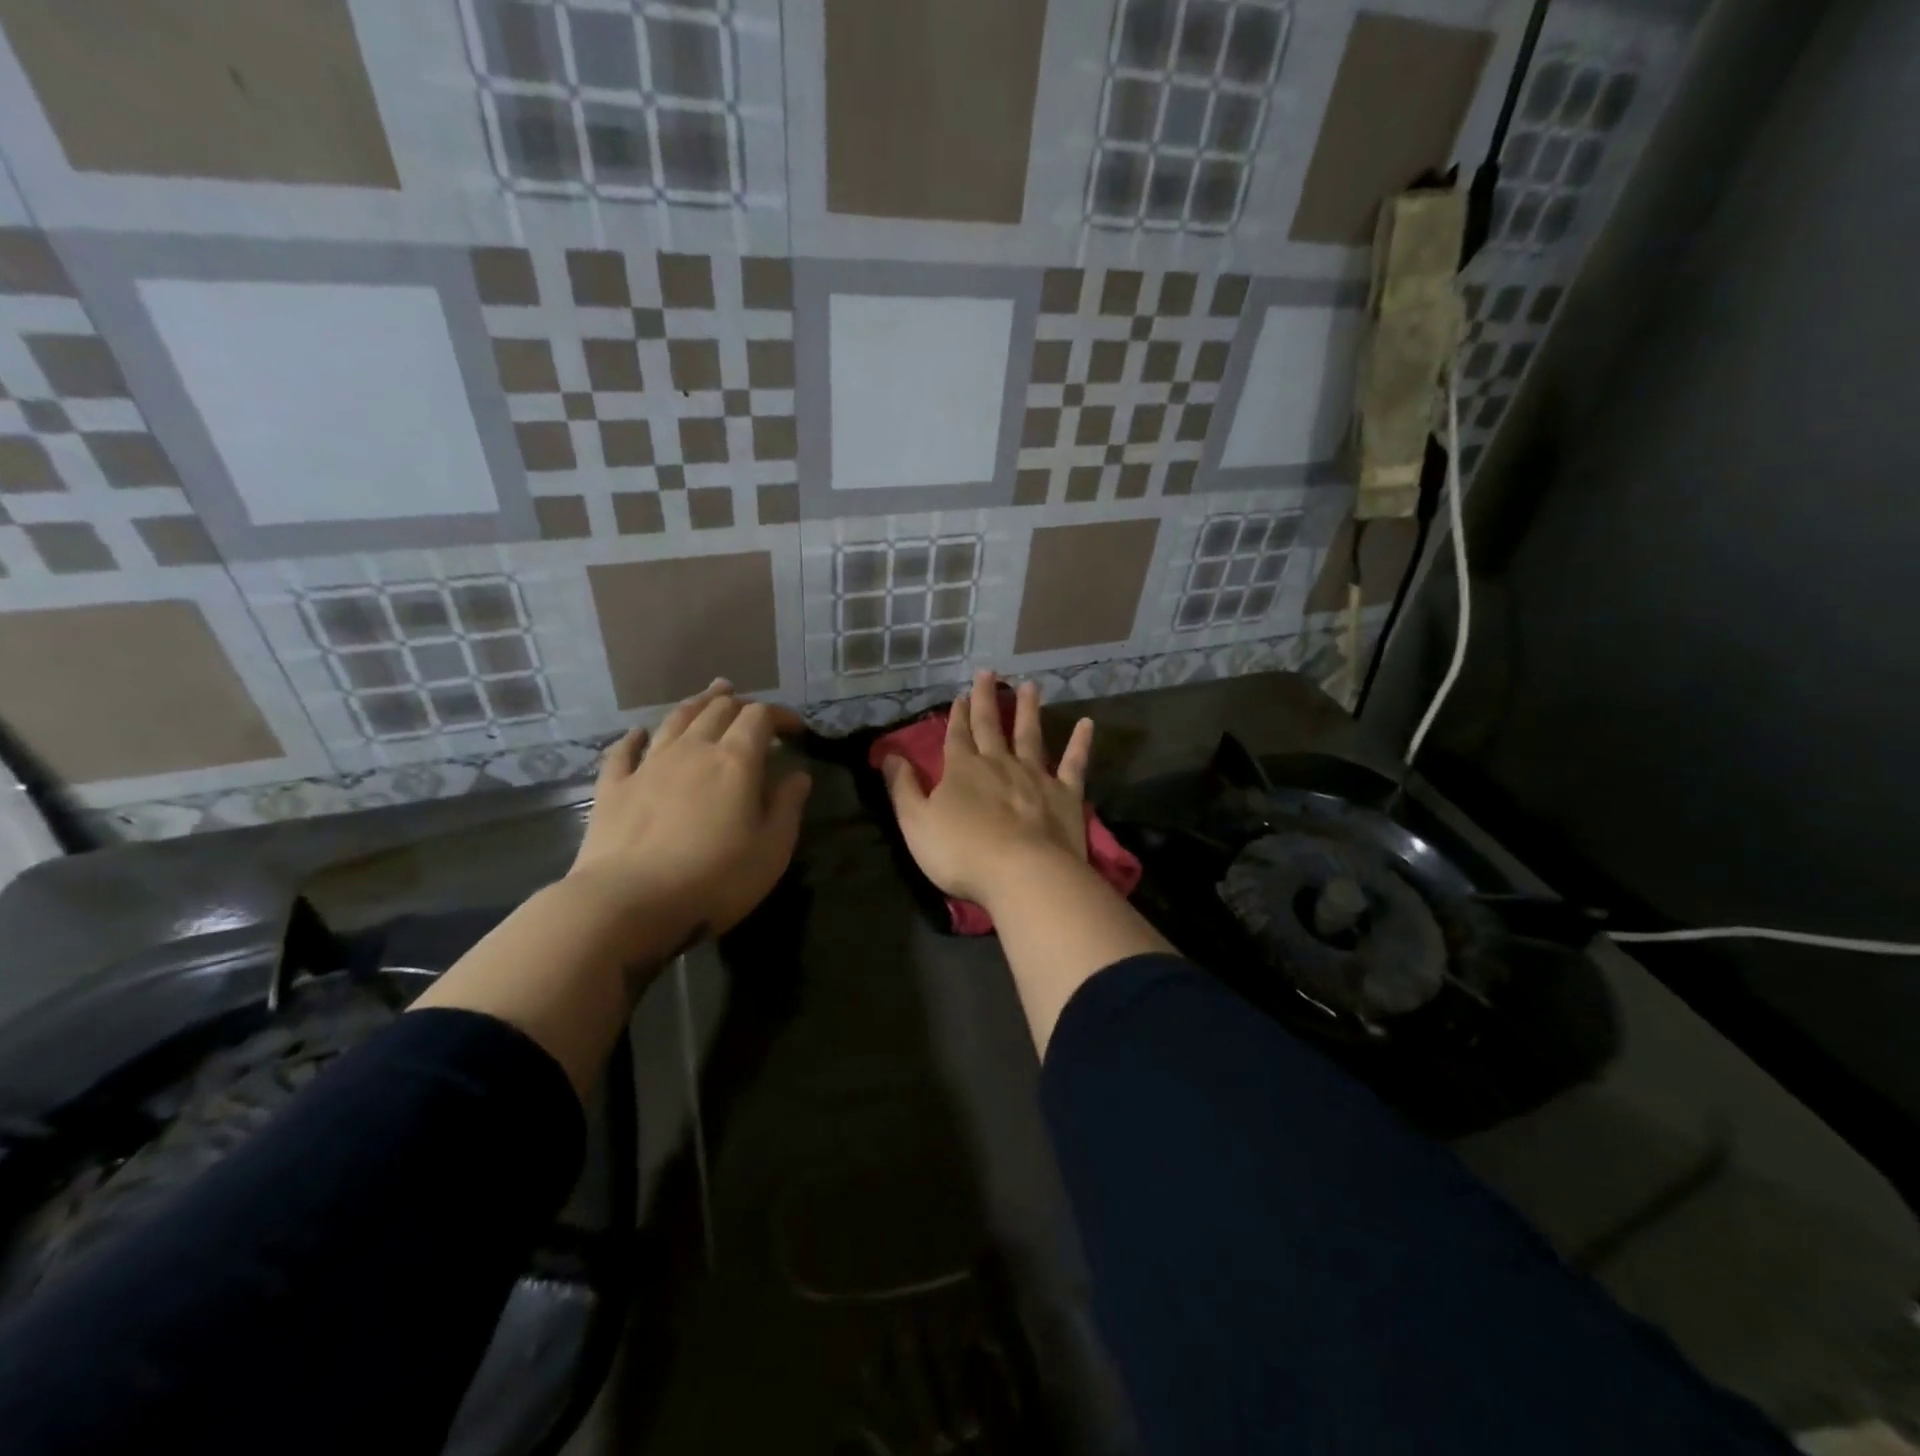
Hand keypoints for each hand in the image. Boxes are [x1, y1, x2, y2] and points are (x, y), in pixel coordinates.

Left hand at [569, 679, 811, 937]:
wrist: (628, 902)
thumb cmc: (714, 879)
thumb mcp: (771, 849)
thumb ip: (787, 806)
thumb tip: (798, 775)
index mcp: (735, 761)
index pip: (760, 717)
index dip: (780, 715)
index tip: (794, 729)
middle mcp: (692, 750)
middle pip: (717, 710)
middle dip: (740, 704)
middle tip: (753, 711)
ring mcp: (648, 765)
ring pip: (675, 720)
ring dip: (697, 704)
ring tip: (710, 696)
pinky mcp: (613, 787)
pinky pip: (624, 751)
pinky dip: (635, 737)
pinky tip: (639, 733)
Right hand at [881, 671, 1094, 909]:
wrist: (1022, 873)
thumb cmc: (962, 852)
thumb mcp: (916, 823)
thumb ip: (902, 788)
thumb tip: (888, 755)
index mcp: (963, 769)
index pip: (957, 736)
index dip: (957, 716)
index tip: (960, 695)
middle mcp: (999, 763)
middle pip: (990, 726)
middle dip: (987, 699)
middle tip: (990, 673)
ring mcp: (1035, 776)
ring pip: (1030, 735)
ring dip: (1029, 710)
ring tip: (1029, 686)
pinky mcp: (1066, 794)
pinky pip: (1074, 763)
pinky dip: (1080, 743)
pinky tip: (1087, 724)